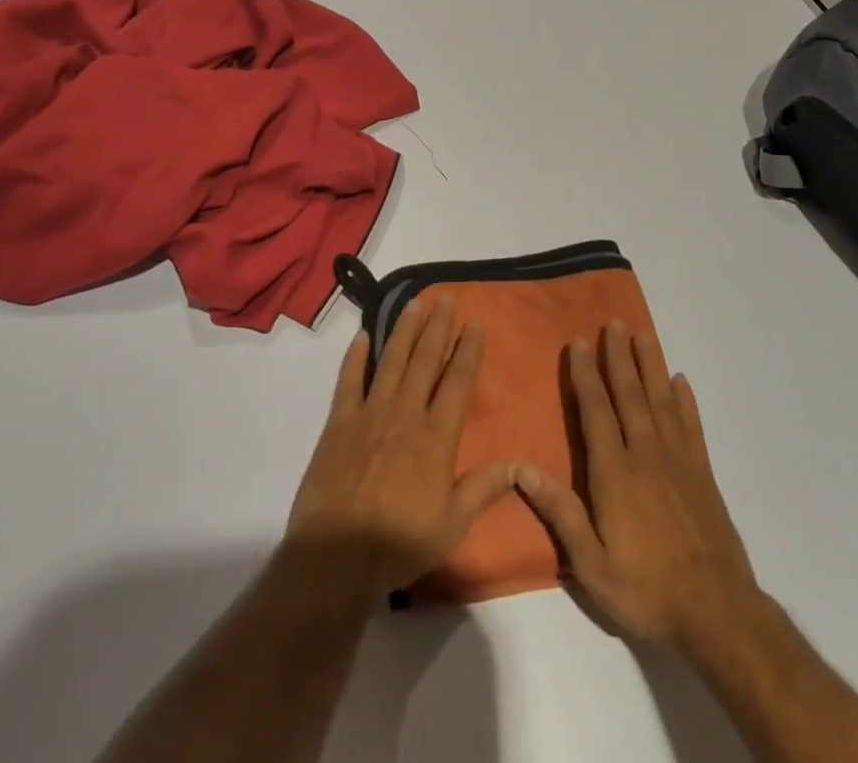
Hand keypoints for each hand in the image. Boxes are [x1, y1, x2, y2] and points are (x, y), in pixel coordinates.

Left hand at [286, 296, 514, 592]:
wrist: (336, 558)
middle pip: (425, 361)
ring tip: (414, 304)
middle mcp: (405, 414)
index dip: (467, 350)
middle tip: (446, 298)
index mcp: (436, 437)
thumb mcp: (452, 525)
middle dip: (438, 327)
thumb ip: (484, 488)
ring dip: (404, 330)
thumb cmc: (399, 544)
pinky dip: (355, 356)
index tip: (475, 323)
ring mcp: (369, 414)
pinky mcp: (339, 423)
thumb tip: (521, 464)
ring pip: (391, 361)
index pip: (457, 382)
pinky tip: (362, 335)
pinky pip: (349, 380)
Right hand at [517, 322, 758, 652]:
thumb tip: (521, 468)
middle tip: (614, 322)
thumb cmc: (646, 589)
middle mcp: (646, 455)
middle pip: (630, 395)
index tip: (580, 342)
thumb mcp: (591, 564)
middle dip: (619, 356)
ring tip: (643, 334)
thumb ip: (560, 512)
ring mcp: (679, 461)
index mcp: (615, 473)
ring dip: (650, 365)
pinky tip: (680, 381)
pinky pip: (692, 426)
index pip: (596, 411)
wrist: (717, 613)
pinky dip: (685, 400)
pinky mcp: (703, 474)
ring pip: (661, 400)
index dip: (586, 375)